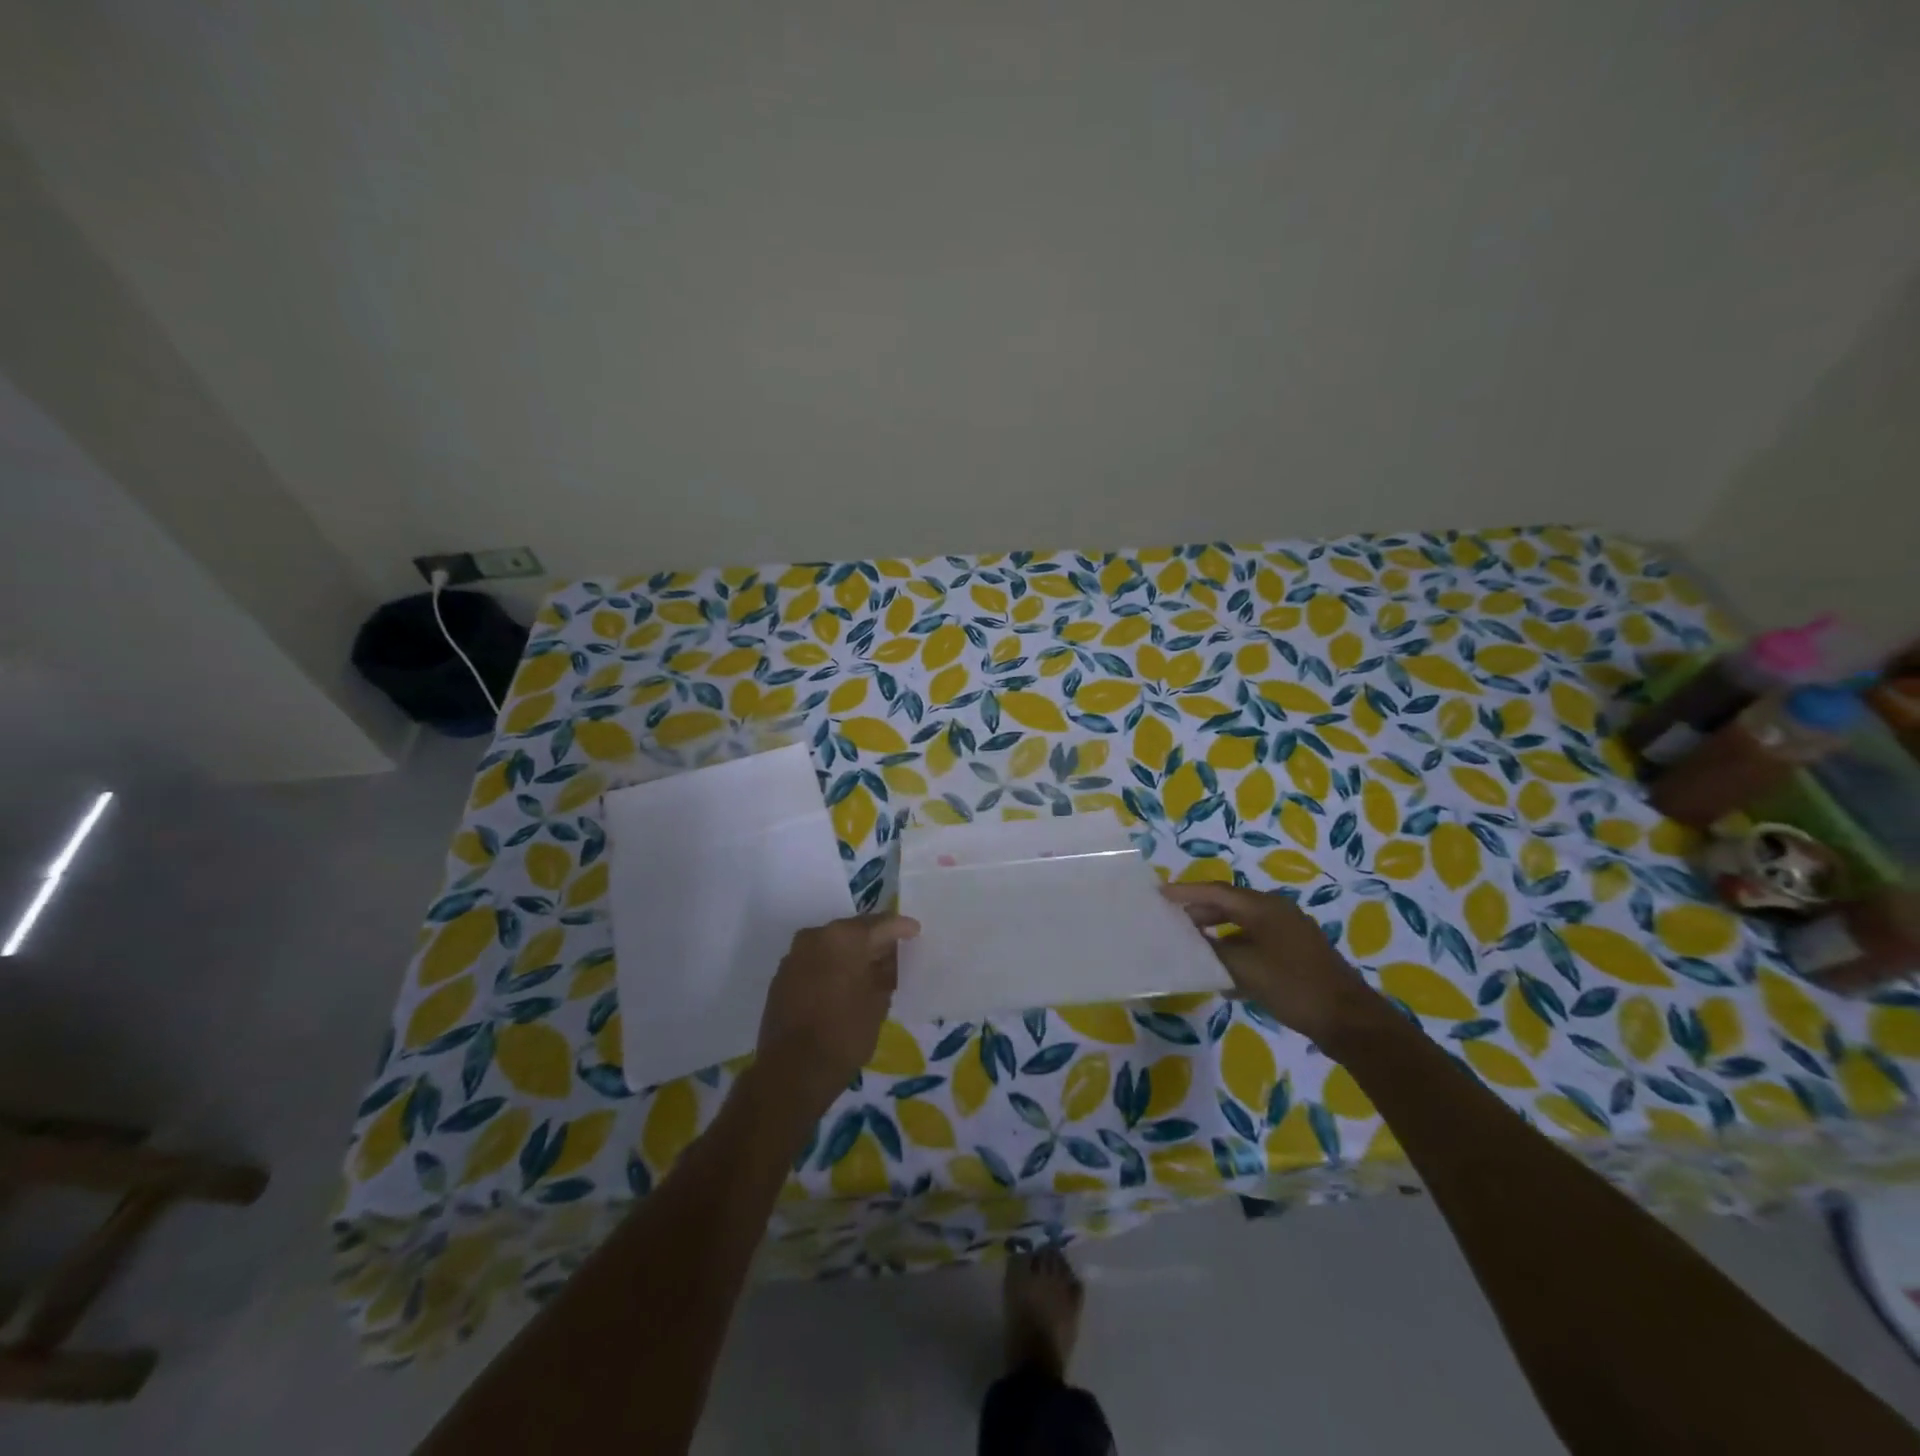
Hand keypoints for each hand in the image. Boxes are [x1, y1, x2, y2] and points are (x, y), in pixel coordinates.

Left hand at [753, 913, 919, 1116]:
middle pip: (853, 931)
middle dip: (873, 941)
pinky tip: (843, 984)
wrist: (792, 1071)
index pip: (880, 924)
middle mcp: (816, 936)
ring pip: (831, 945)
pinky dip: (831, 967)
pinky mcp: (782, 976)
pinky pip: (815, 961)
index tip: (915, 931)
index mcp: (844, 937)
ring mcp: (795, 955)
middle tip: (893, 953)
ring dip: (850, 954)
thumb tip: (885, 960)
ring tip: (869, 971)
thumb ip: (885, 973)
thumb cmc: (844, 1034)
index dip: (901, 928)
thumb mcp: (878, 1003)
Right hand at [1162, 884, 1382, 1046]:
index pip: (1216, 892)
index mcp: (1264, 907)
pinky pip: (1256, 945)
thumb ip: (1213, 951)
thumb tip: (1192, 940)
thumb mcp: (1245, 968)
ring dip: (1217, 934)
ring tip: (1192, 946)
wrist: (1349, 1021)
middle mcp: (1276, 912)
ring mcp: (1289, 934)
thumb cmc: (1293, 986)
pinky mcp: (1296, 956)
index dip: (1186, 892)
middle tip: (1172, 921)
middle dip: (1200, 912)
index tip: (1159, 894)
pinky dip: (1236, 952)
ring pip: (1243, 927)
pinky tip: (1224, 976)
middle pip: (1229, 905)